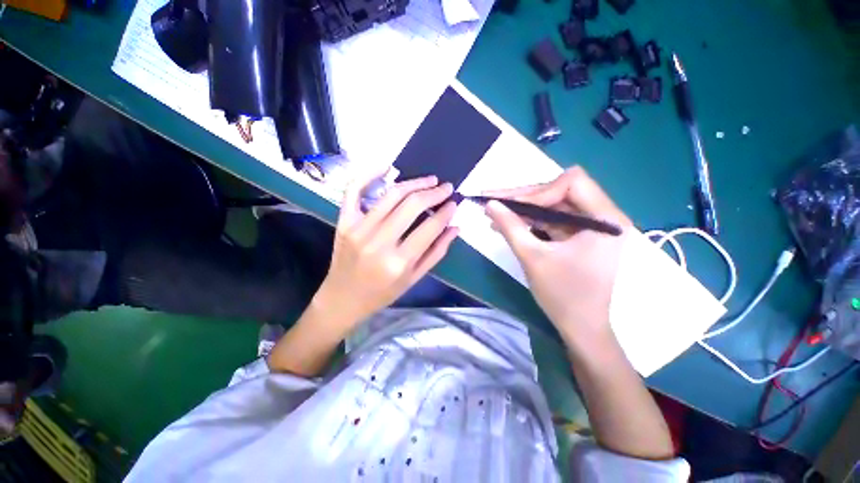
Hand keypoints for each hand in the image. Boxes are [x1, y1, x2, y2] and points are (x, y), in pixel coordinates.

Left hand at [313, 170, 458, 333]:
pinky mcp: (344, 222)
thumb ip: (436, 252)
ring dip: (414, 182)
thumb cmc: (382, 293)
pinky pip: (354, 190)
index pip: (430, 227)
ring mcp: (358, 229)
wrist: (343, 299)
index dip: (445, 211)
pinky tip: (387, 167)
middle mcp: (379, 242)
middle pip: (412, 205)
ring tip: (429, 180)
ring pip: (391, 195)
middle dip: (434, 192)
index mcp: (399, 262)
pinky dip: (369, 174)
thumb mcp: (414, 279)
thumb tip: (455, 227)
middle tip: (446, 187)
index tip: (454, 202)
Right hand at [484, 166, 631, 351]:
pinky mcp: (582, 237)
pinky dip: (532, 222)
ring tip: (496, 213)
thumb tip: (489, 204)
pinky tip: (510, 224)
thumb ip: (510, 227)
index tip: (509, 205)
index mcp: (604, 220)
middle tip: (494, 202)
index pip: (572, 183)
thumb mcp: (532, 257)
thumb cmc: (562, 295)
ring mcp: (593, 228)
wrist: (582, 329)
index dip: (538, 191)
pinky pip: (555, 221)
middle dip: (525, 198)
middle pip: (561, 192)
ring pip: (554, 206)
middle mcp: (604, 218)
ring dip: (525, 210)